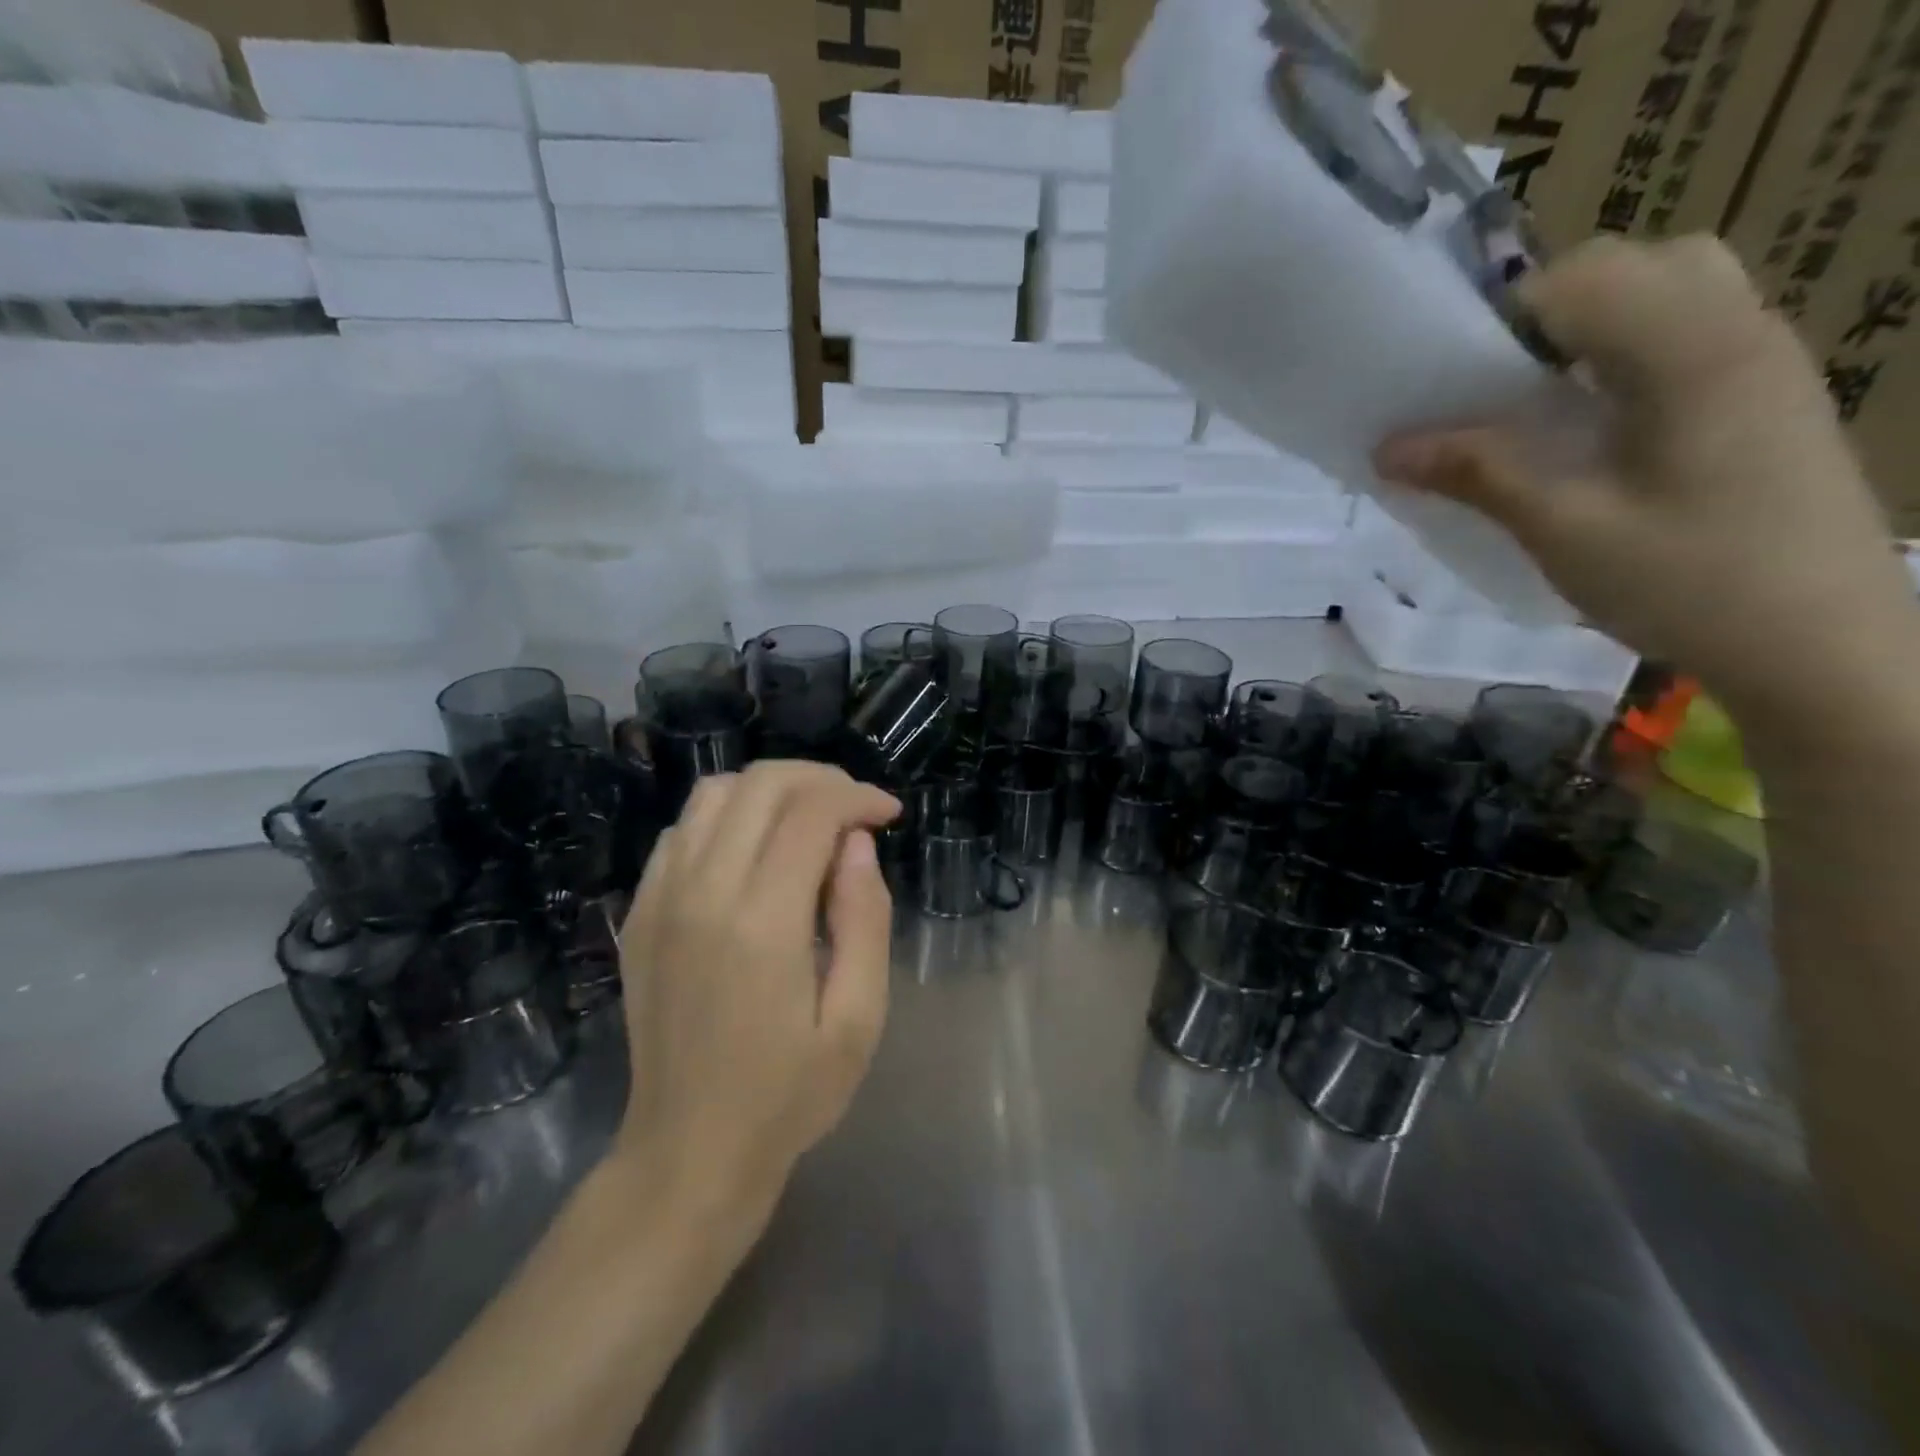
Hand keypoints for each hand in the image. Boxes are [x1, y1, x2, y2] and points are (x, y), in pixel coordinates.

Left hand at [612, 762, 900, 1225]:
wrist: (686, 1152)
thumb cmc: (788, 1094)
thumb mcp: (858, 1018)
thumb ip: (865, 918)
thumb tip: (856, 844)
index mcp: (762, 921)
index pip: (811, 812)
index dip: (858, 797)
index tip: (888, 814)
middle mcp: (702, 893)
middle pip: (761, 785)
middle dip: (820, 779)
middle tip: (856, 808)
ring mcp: (660, 899)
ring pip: (714, 794)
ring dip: (771, 789)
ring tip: (810, 820)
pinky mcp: (640, 913)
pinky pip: (681, 830)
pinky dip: (727, 816)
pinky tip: (756, 851)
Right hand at [1376, 235, 1915, 724]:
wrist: (1821, 644)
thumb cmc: (1687, 583)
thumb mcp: (1564, 529)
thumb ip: (1478, 474)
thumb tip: (1388, 448)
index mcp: (1691, 351)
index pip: (1582, 277)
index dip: (1503, 319)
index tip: (1453, 384)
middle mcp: (1739, 331)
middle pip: (1636, 265)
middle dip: (1549, 312)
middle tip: (1498, 388)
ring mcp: (1765, 362)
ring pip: (1672, 292)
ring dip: (1592, 331)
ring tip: (1542, 406)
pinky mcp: (1769, 398)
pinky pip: (1691, 336)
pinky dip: (1627, 357)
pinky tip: (1596, 429)